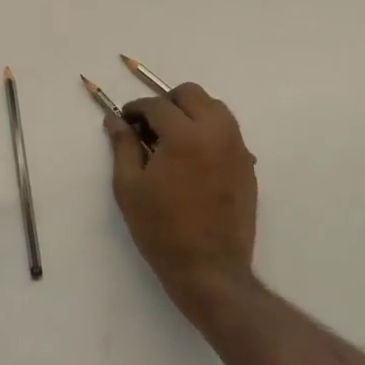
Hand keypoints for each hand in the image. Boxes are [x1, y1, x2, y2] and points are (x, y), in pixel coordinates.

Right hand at [106, 82, 258, 323]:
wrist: (209, 270)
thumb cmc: (162, 229)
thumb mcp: (129, 187)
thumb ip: (123, 145)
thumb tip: (116, 120)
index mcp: (184, 136)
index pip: (157, 105)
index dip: (136, 109)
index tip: (126, 121)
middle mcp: (215, 133)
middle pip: (191, 94)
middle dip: (167, 102)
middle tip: (150, 126)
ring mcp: (237, 148)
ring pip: (214, 108)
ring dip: (191, 112)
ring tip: (173, 139)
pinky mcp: (247, 165)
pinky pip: (228, 132)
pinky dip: (209, 131)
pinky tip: (194, 158)